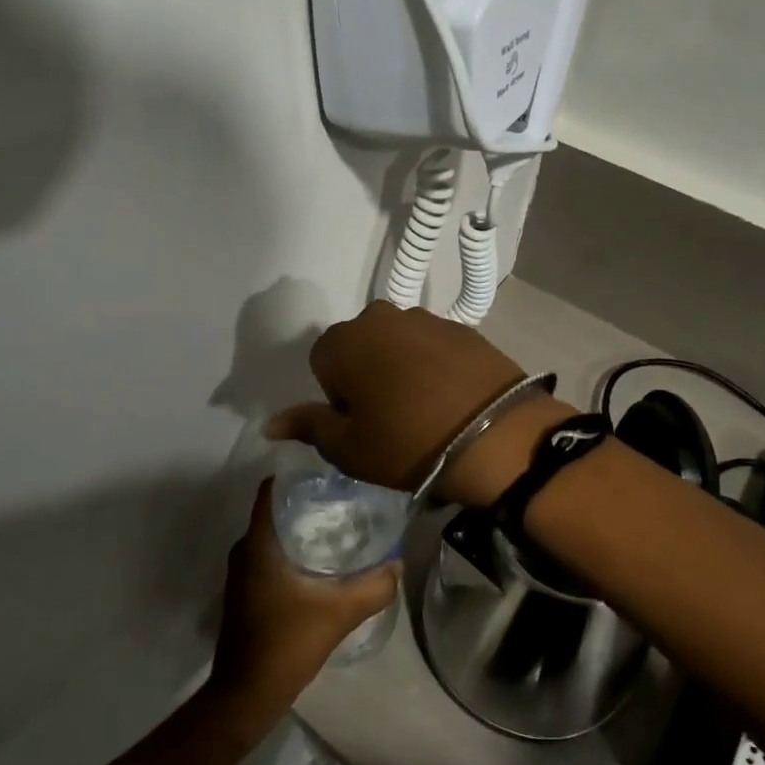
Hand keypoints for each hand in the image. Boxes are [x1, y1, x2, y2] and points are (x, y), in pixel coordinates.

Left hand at [206, 482, 399, 735]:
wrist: (246, 695)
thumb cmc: (286, 643)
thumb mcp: (338, 613)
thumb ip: (373, 587)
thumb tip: (397, 564)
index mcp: (258, 543)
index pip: (271, 490)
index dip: (297, 479)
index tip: (328, 479)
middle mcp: (244, 550)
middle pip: (276, 512)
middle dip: (307, 506)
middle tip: (343, 505)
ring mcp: (241, 573)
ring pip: (273, 537)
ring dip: (300, 532)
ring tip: (338, 531)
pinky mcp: (245, 593)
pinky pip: (269, 558)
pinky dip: (291, 554)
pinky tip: (319, 567)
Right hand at [265, 302, 576, 507]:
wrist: (495, 434)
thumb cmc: (407, 443)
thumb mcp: (349, 447)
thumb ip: (308, 426)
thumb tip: (270, 423)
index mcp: (343, 341)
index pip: (322, 362)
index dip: (338, 396)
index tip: (361, 422)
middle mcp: (380, 317)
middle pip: (360, 345)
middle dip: (366, 373)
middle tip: (389, 415)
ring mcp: (425, 318)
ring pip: (397, 342)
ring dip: (400, 366)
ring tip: (423, 406)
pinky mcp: (462, 327)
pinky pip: (433, 344)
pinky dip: (434, 364)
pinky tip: (450, 395)